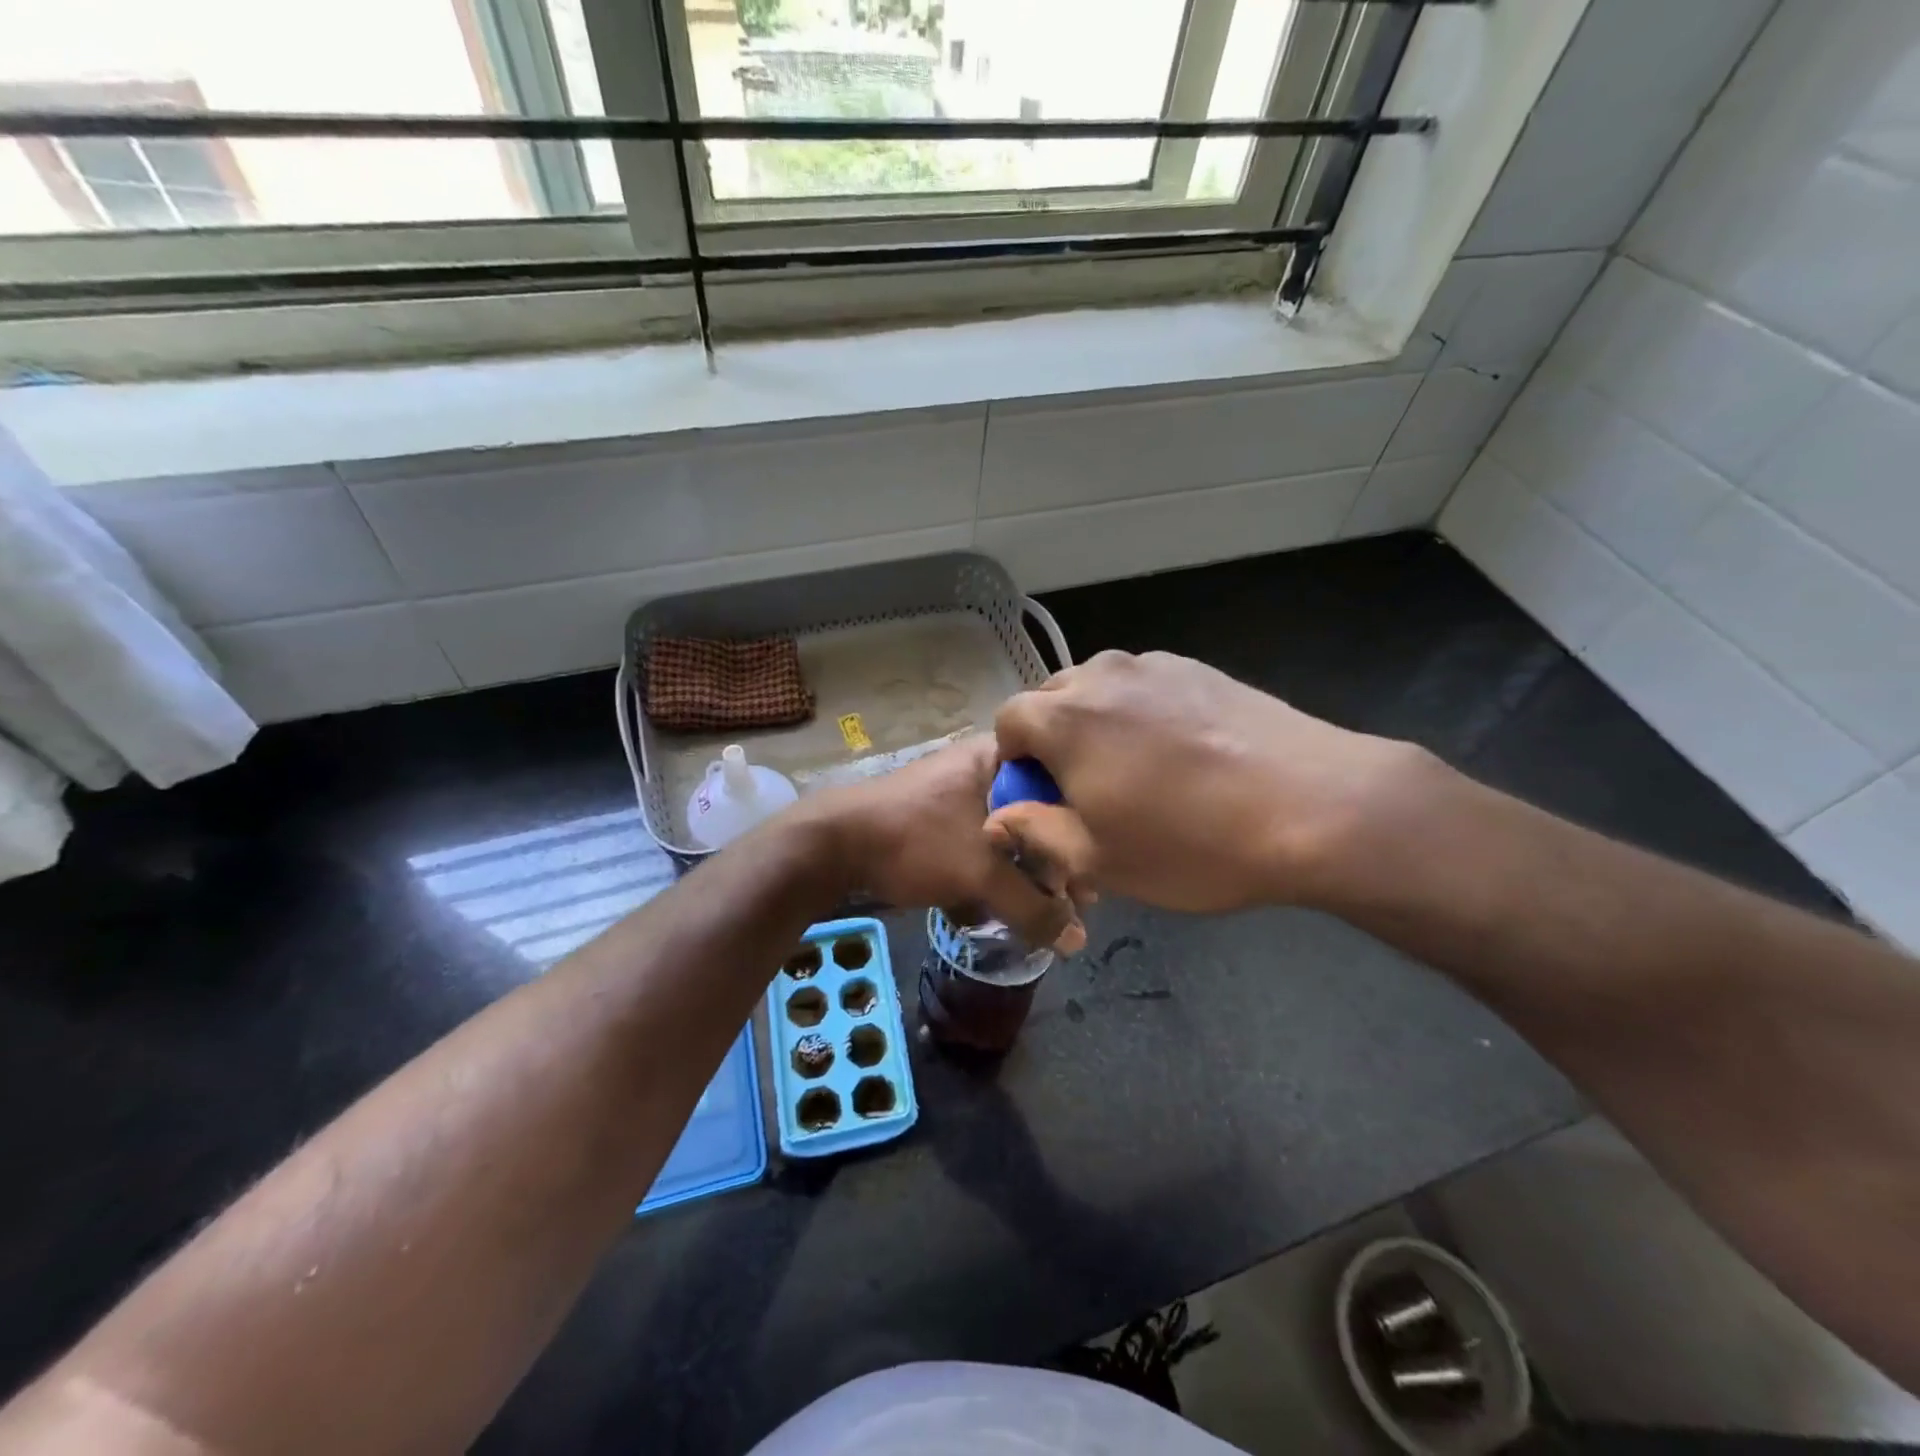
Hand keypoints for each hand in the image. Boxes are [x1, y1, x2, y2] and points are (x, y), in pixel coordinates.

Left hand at [803, 733, 1088, 953]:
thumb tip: (1078, 941)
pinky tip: (998, 908)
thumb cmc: (914, 840)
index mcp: (998, 758)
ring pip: (1008, 835)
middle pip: (1037, 815)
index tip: (1093, 874)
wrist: (832, 845)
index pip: (1061, 784)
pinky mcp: (937, 823)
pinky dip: (991, 875)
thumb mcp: (980, 872)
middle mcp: (982, 769)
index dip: (1081, 831)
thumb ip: (1033, 906)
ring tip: (1040, 912)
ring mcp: (957, 795)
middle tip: (1071, 901)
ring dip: (1022, 874)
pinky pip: (980, 846)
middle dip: (1052, 862)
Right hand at [988, 651, 1429, 913]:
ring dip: (1097, 723)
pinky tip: (1181, 754)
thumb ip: (1035, 832)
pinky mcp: (1199, 669)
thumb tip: (997, 817)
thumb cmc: (1192, 843)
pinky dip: (1142, 713)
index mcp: (1064, 717)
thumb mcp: (1100, 860)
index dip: (1015, 761)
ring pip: (1100, 688)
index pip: (1008, 721)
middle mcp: (1102, 676)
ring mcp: (1155, 666)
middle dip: (1052, 738)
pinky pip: (1146, 687)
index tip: (1044, 797)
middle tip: (1087, 787)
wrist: (1316, 806)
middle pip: (1052, 698)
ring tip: (1137, 770)